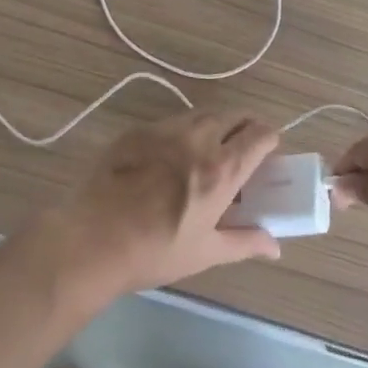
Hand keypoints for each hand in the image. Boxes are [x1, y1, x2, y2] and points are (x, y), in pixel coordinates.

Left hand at [46, 110, 282, 296]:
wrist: (91, 240)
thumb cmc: (155, 251)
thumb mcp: (205, 252)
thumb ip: (245, 242)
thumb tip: (276, 247)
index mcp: (221, 169)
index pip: (259, 135)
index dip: (269, 139)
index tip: (268, 151)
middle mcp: (198, 139)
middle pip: (234, 116)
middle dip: (246, 126)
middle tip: (243, 148)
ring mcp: (164, 130)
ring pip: (202, 114)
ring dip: (216, 125)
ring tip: (210, 149)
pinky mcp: (136, 130)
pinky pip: (171, 122)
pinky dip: (183, 131)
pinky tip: (171, 155)